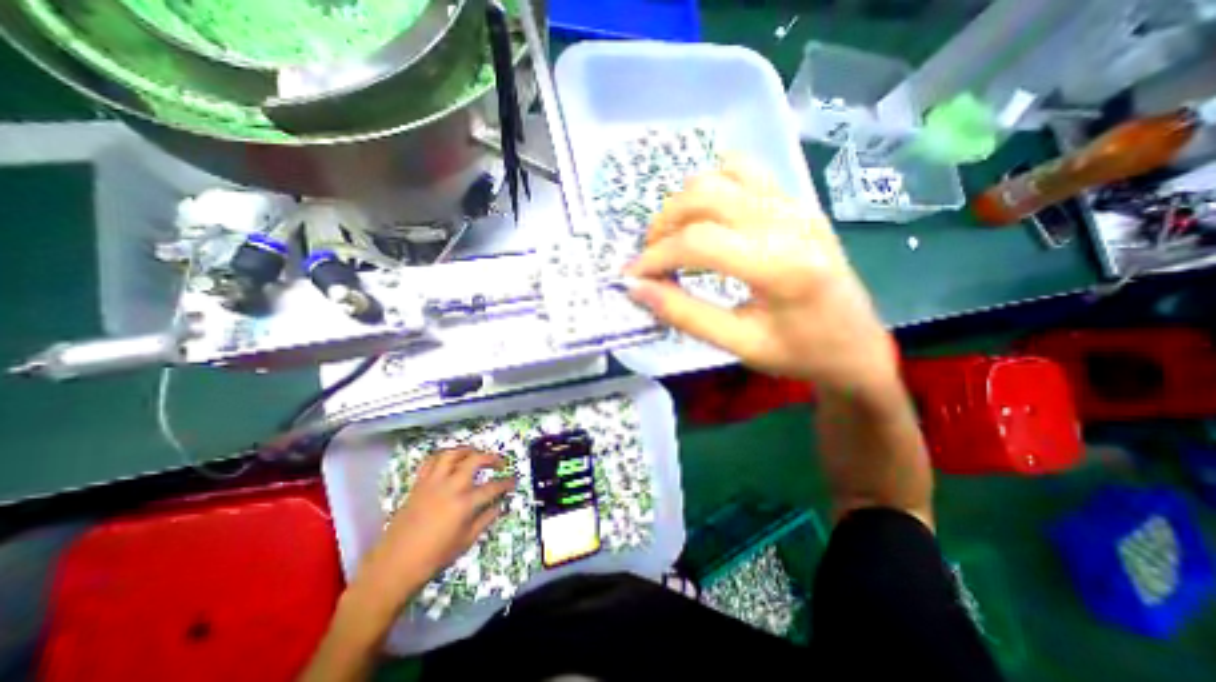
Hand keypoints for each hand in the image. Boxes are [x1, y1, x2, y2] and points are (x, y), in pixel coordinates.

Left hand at [358, 452, 515, 602]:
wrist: (394, 566)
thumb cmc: (433, 558)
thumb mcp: (466, 542)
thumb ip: (485, 520)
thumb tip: (500, 505)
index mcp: (464, 504)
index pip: (493, 487)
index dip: (506, 483)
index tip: (514, 481)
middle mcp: (450, 487)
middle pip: (475, 460)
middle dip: (492, 458)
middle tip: (500, 463)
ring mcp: (432, 483)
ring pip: (452, 454)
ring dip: (467, 450)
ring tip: (476, 453)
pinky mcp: (418, 484)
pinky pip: (431, 461)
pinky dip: (443, 456)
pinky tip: (449, 461)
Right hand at [628, 159, 889, 394]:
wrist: (856, 345)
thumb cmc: (800, 353)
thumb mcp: (739, 344)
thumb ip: (685, 314)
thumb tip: (637, 288)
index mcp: (782, 267)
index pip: (699, 242)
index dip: (656, 257)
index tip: (633, 276)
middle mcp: (791, 222)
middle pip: (706, 196)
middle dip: (664, 224)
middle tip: (652, 257)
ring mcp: (797, 205)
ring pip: (722, 174)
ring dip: (684, 202)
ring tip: (674, 236)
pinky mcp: (797, 203)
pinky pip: (746, 171)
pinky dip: (713, 185)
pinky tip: (705, 216)